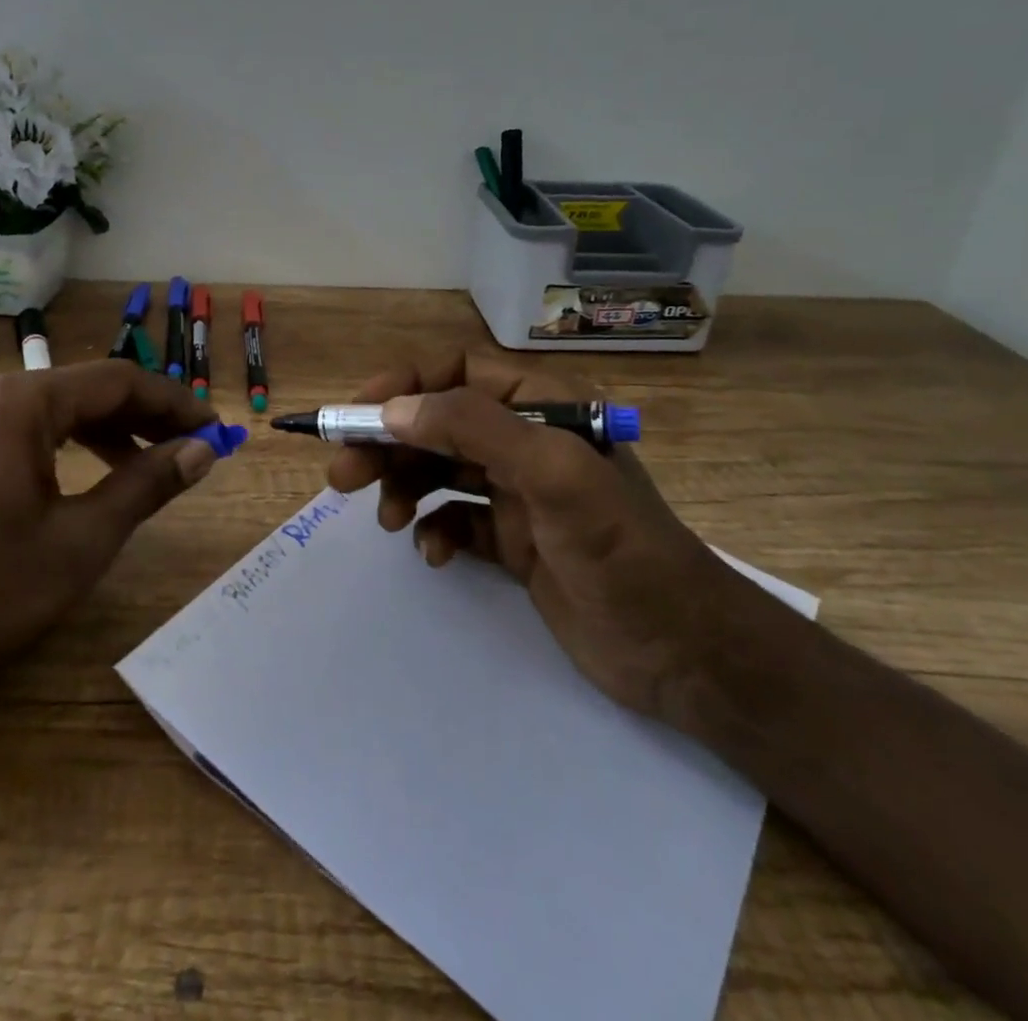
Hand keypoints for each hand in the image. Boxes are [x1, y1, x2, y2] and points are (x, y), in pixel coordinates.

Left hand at [0, 361, 221, 692]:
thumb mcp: (83, 539)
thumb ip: (147, 484)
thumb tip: (203, 450)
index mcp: (20, 402)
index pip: (118, 382)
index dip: (175, 403)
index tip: (216, 429)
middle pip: (87, 390)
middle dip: (147, 416)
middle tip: (195, 444)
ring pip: (58, 410)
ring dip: (112, 430)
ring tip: (156, 462)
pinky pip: (29, 430)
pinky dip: (72, 445)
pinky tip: (97, 474)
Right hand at [327, 352, 755, 717]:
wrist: (685, 655)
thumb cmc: (623, 552)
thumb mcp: (553, 477)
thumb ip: (473, 429)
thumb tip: (393, 410)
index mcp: (541, 406)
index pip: (456, 371)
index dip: (402, 386)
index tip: (356, 416)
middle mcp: (525, 440)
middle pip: (436, 423)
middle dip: (387, 444)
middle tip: (342, 476)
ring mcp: (517, 492)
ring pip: (438, 470)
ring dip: (404, 487)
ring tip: (388, 520)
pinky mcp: (512, 539)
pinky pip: (454, 519)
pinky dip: (434, 530)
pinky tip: (433, 553)